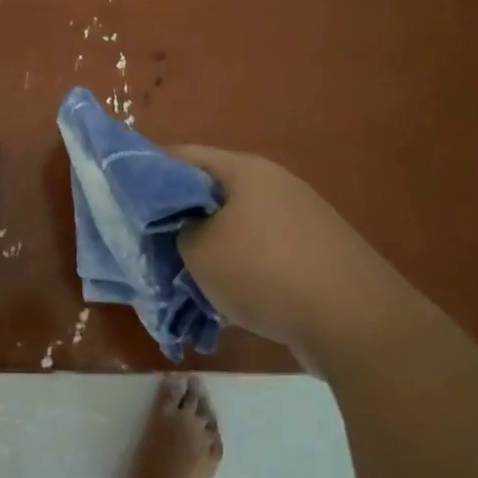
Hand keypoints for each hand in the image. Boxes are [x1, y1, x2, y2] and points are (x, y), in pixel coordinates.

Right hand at [172, 145, 417, 366]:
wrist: (354, 321)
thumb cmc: (264, 271)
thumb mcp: (199, 250)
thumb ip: (176, 232)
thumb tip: (182, 230)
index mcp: (245, 171)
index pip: (184, 156)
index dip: (149, 171)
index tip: (123, 196)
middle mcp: (274, 185)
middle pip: (210, 192)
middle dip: (177, 217)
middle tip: (148, 242)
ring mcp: (299, 219)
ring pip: (235, 227)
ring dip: (207, 248)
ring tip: (181, 276)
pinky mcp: (313, 254)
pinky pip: (260, 253)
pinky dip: (237, 269)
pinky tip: (222, 298)